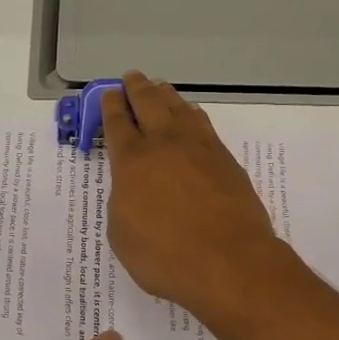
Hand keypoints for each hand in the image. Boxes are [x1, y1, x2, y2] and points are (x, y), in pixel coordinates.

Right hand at [100, 71, 286, 319]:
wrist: (228, 261)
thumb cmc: (165, 256)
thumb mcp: (122, 234)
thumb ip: (123, 202)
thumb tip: (133, 188)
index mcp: (131, 161)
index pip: (117, 123)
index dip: (110, 106)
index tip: (110, 93)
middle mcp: (164, 144)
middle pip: (148, 104)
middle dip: (136, 88)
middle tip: (132, 77)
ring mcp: (199, 148)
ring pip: (179, 108)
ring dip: (165, 95)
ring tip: (159, 87)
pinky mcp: (225, 159)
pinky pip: (203, 124)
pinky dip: (192, 114)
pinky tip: (191, 114)